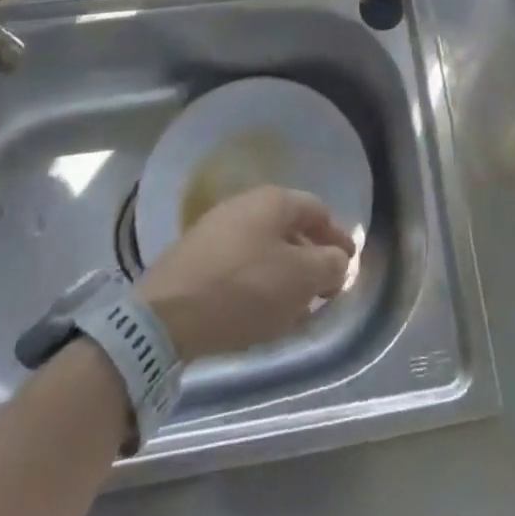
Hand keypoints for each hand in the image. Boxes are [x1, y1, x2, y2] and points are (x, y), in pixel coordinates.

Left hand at [135, 186, 355, 362]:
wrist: (165, 316)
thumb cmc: (243, 290)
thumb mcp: (299, 280)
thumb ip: (329, 265)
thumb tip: (338, 259)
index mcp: (274, 200)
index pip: (318, 210)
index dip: (338, 237)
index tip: (349, 264)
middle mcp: (246, 203)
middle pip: (290, 228)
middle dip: (310, 258)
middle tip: (323, 289)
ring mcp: (217, 228)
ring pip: (264, 248)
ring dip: (284, 274)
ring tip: (293, 307)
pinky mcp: (195, 256)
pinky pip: (240, 264)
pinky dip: (258, 283)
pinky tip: (258, 311)